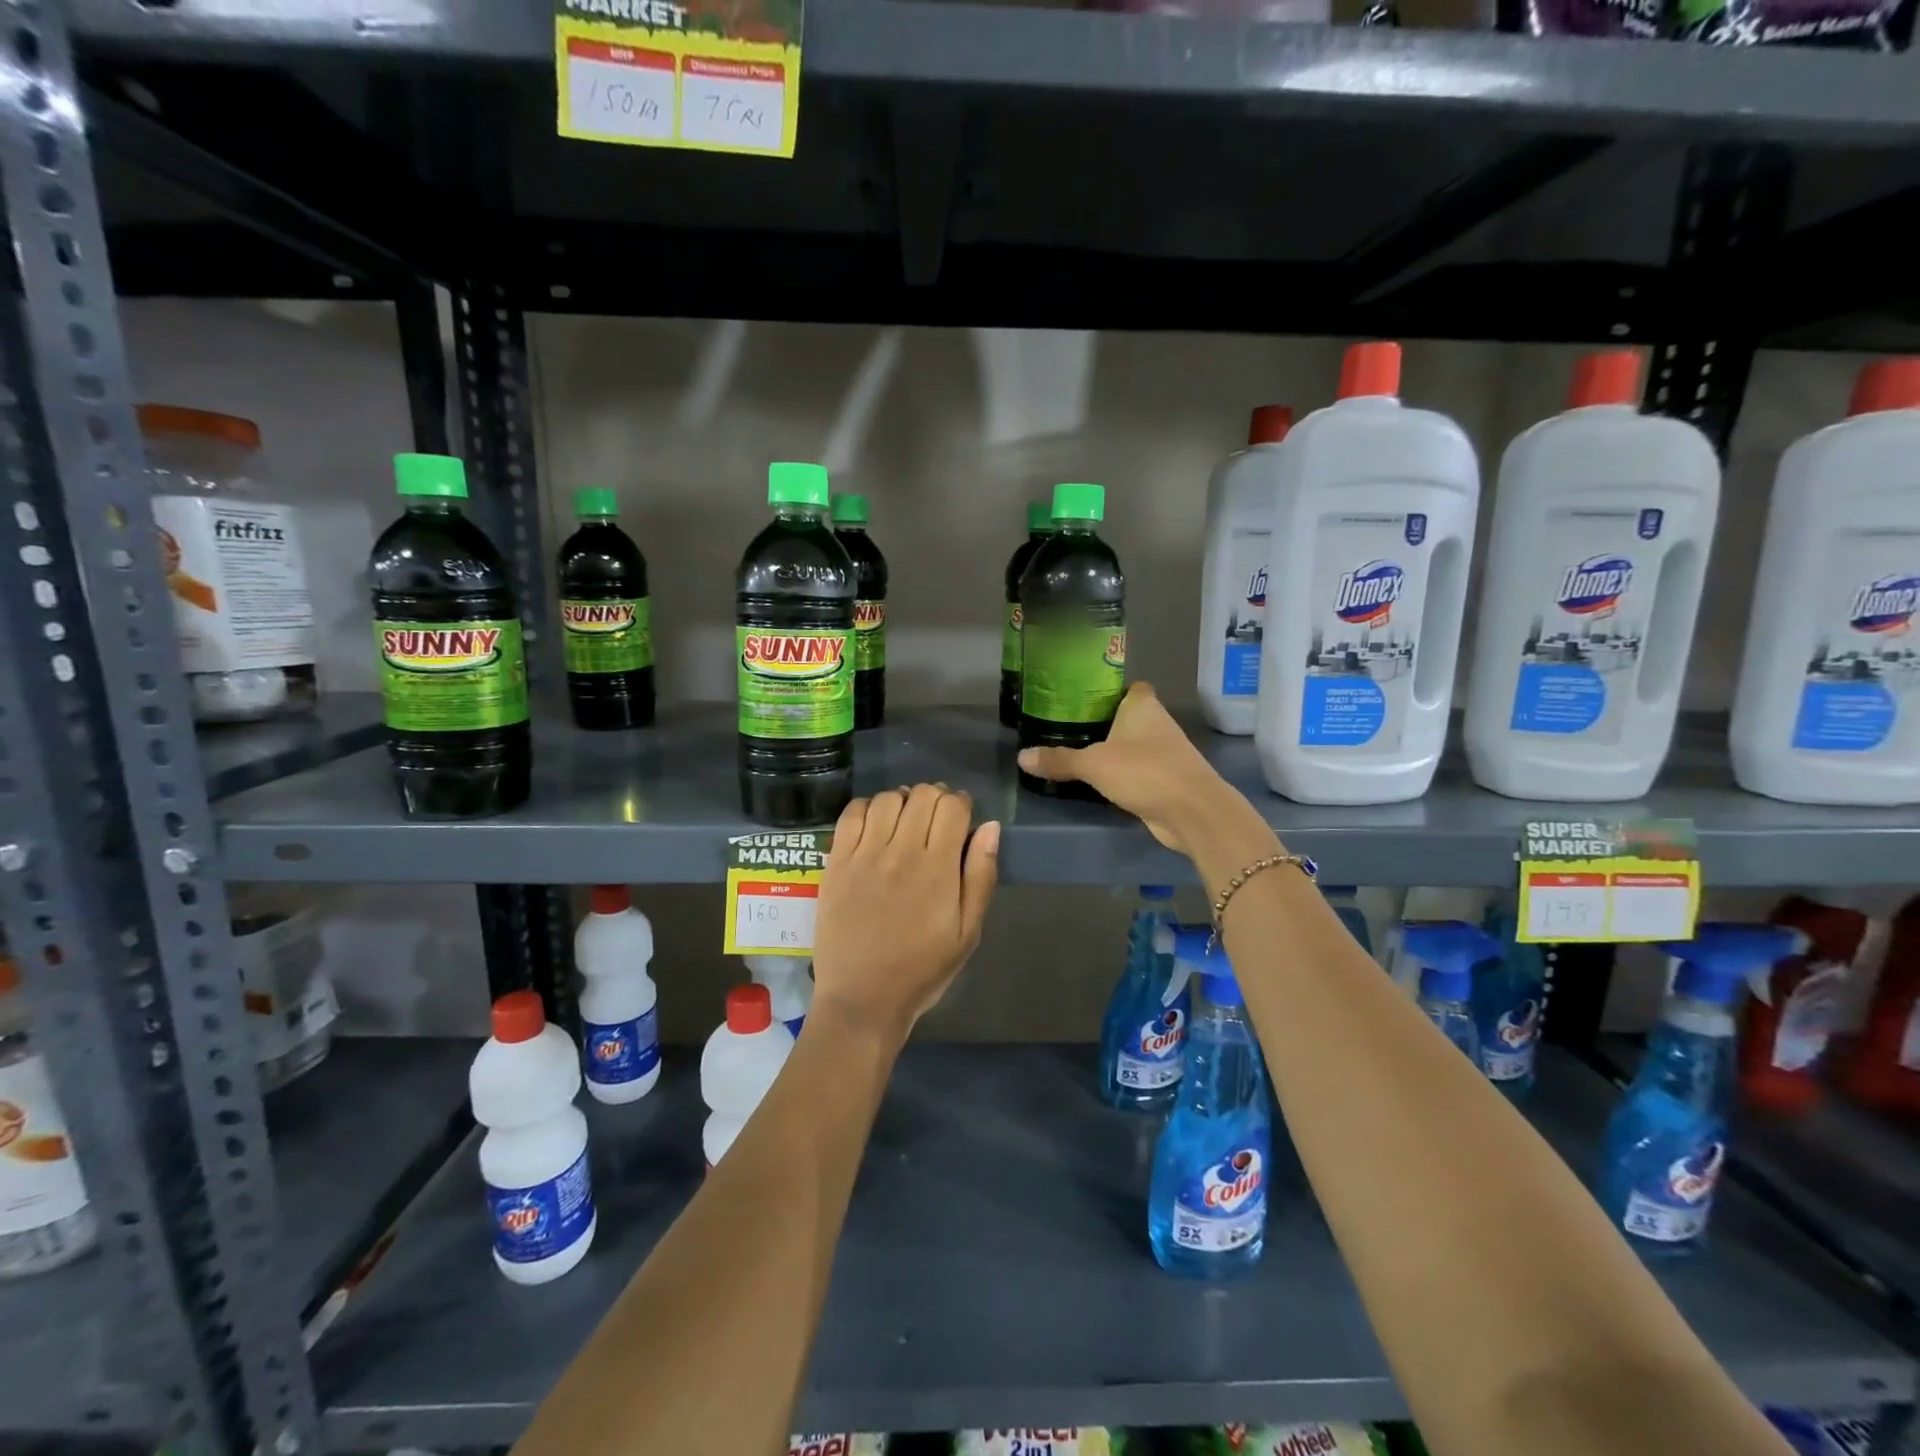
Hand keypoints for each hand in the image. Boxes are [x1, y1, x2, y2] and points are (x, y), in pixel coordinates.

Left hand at [812, 784, 999, 1041]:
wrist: (862, 999)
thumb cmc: (923, 970)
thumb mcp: (968, 932)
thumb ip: (981, 876)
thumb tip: (990, 827)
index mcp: (938, 868)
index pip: (952, 806)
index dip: (961, 803)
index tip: (961, 818)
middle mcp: (901, 852)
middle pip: (922, 794)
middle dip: (935, 798)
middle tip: (934, 820)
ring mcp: (864, 855)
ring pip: (887, 798)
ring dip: (902, 801)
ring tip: (904, 822)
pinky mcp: (836, 863)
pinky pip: (851, 814)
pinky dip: (867, 808)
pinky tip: (875, 825)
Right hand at [1017, 683, 1247, 857]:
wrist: (1192, 812)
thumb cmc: (1144, 771)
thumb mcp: (1094, 764)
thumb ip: (1059, 760)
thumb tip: (1021, 757)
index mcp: (1143, 705)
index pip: (1126, 687)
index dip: (1106, 691)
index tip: (1079, 698)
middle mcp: (1156, 723)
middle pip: (1125, 716)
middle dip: (1101, 722)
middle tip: (1065, 727)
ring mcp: (1164, 752)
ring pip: (1130, 745)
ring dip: (1111, 750)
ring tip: (1074, 753)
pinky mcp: (1165, 779)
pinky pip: (1135, 770)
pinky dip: (1120, 774)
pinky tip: (1097, 780)